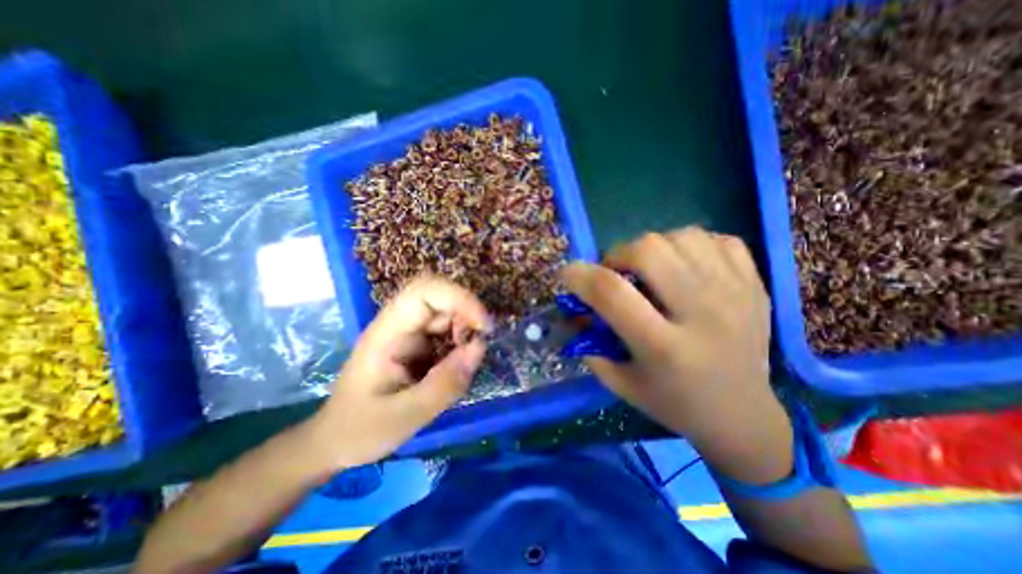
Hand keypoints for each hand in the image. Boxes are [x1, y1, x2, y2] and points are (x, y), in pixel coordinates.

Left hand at [306, 275, 490, 468]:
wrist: (337, 440)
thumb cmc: (361, 429)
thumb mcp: (405, 416)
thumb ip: (445, 384)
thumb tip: (480, 347)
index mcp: (387, 333)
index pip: (424, 292)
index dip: (459, 298)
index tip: (483, 326)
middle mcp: (399, 324)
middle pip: (438, 295)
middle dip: (466, 312)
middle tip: (480, 341)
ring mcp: (408, 332)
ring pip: (446, 310)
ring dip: (466, 327)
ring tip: (468, 358)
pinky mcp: (417, 343)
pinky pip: (446, 329)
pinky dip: (461, 339)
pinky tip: (459, 362)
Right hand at [562, 228, 793, 483]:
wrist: (744, 416)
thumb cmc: (673, 403)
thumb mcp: (620, 382)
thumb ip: (590, 343)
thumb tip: (574, 308)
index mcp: (664, 347)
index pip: (612, 292)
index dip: (580, 275)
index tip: (568, 274)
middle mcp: (703, 314)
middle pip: (648, 250)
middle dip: (618, 255)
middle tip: (616, 274)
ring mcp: (736, 293)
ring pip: (681, 236)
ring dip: (652, 248)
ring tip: (650, 271)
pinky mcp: (755, 284)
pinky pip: (715, 238)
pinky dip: (689, 245)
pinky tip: (683, 267)